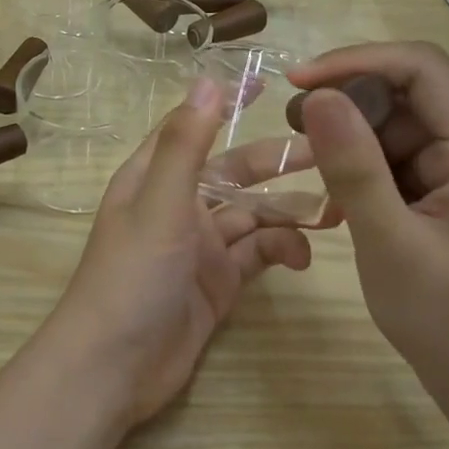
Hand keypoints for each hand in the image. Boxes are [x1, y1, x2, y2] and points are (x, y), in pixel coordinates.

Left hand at [48, 77, 311, 429]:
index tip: (267, 83)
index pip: (193, 126)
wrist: (114, 368)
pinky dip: (281, 250)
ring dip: (288, 211)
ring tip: (334, 211)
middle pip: (234, 172)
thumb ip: (185, 144)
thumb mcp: (159, 203)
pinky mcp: (218, 284)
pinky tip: (303, 258)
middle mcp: (178, 205)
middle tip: (329, 153)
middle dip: (276, 162)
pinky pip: (257, 255)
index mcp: (154, 177)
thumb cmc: (132, 275)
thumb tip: (207, 80)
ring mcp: (200, 247)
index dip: (225, 105)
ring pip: (252, 216)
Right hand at [287, 43, 448, 417]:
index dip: (355, 62)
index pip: (422, 69)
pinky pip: (412, 159)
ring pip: (408, 127)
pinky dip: (373, 167)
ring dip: (358, 138)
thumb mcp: (389, 243)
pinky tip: (345, 195)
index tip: (297, 82)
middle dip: (351, 102)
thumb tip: (318, 96)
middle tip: (294, 129)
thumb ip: (353, 165)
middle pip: (414, 94)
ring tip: (313, 166)